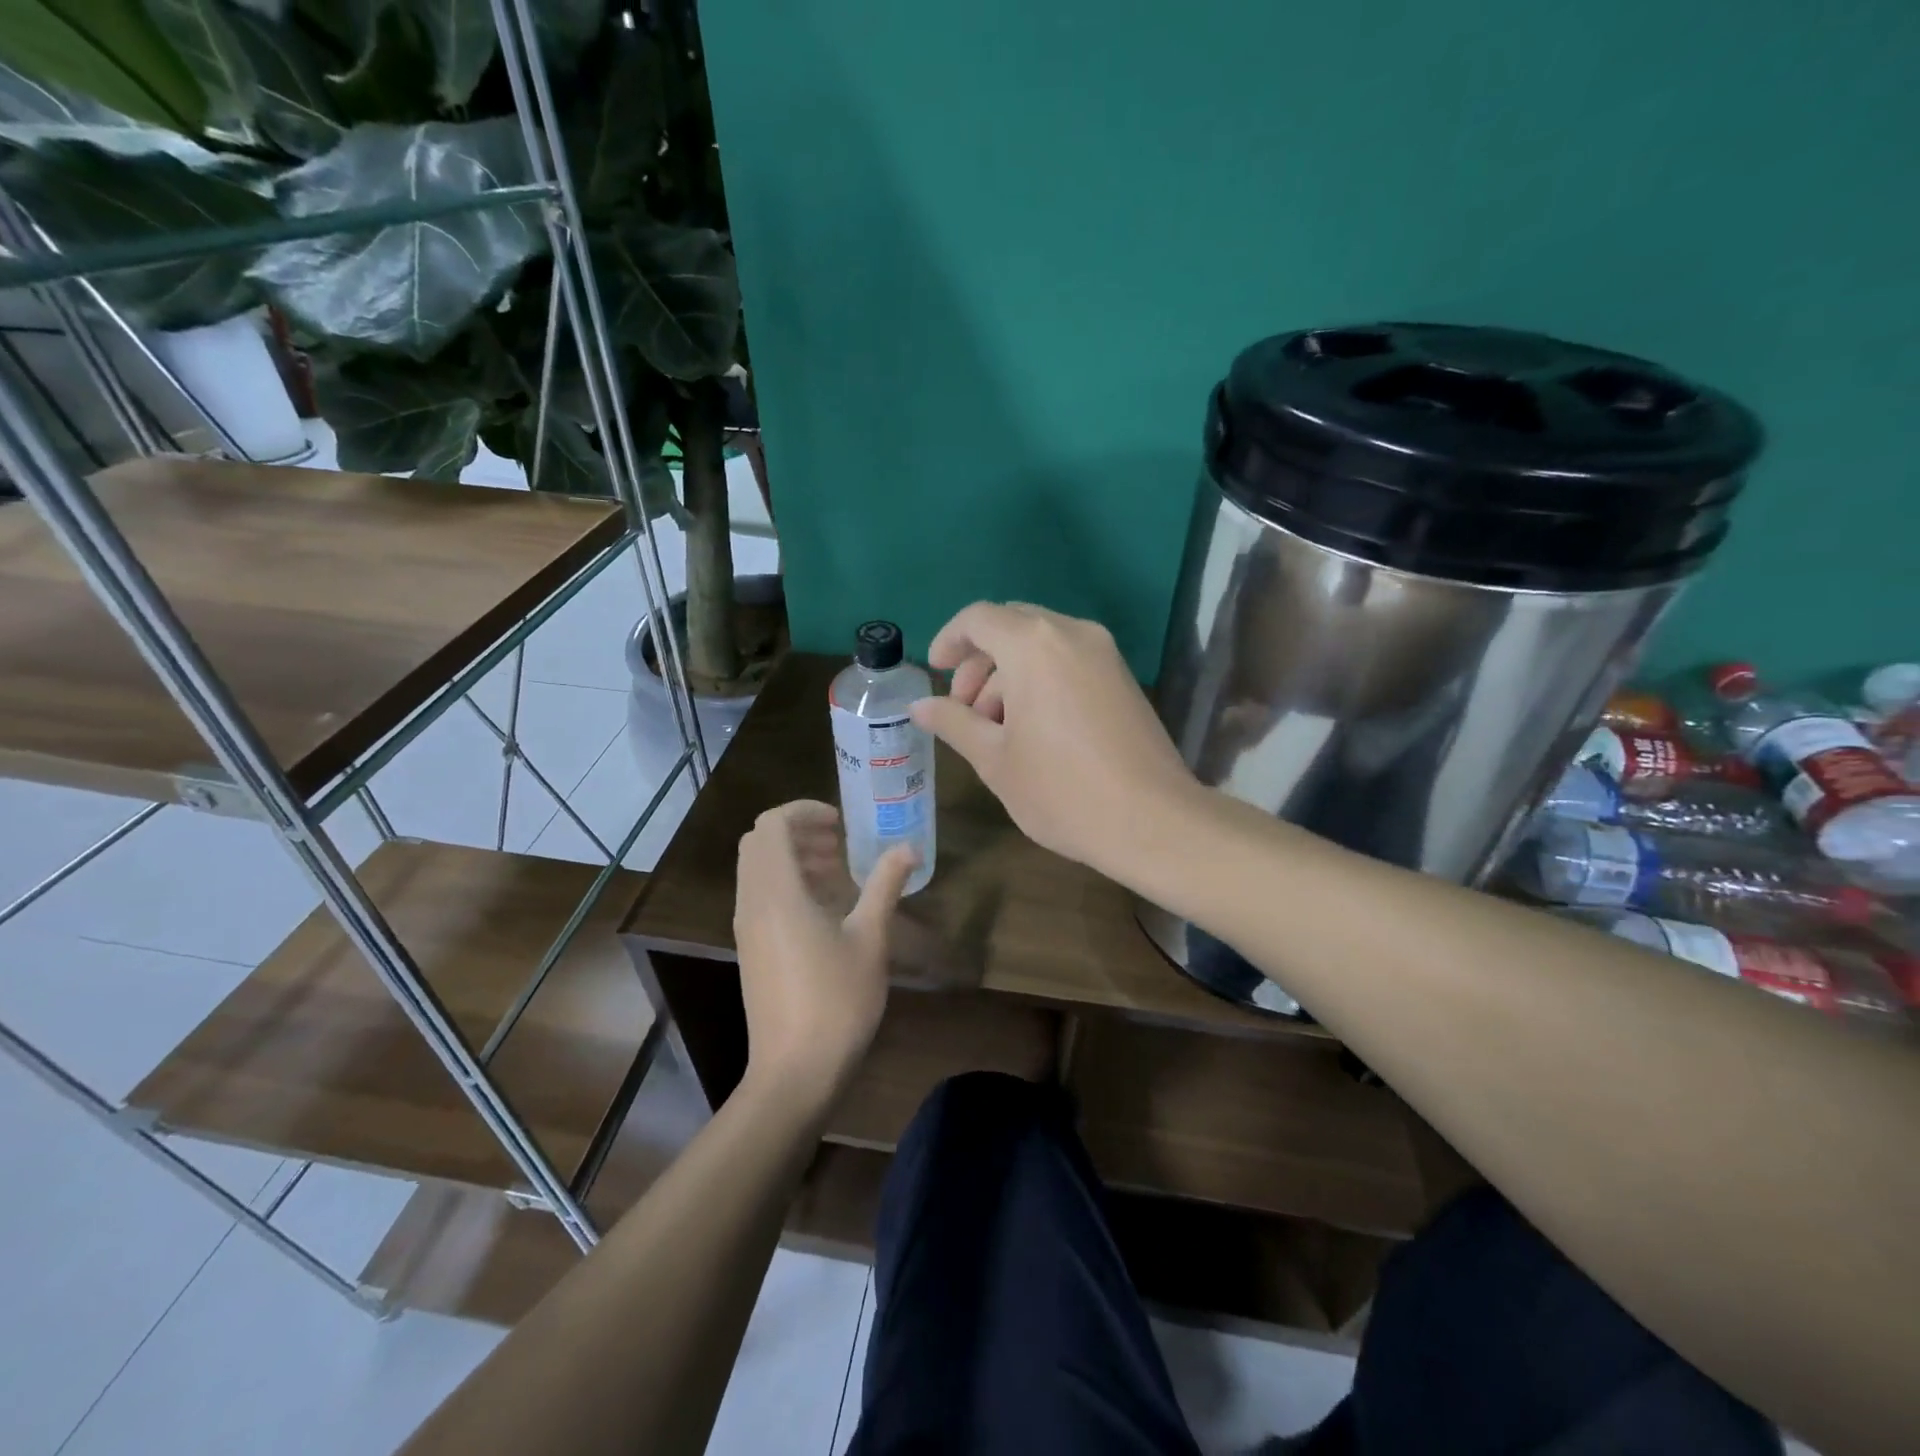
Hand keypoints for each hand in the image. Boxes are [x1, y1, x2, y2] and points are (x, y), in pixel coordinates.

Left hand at [733, 801, 917, 1104]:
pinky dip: (787, 884)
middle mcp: (752, 902)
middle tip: (840, 843)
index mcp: (776, 892)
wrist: (794, 1071)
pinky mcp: (751, 949)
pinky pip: (761, 895)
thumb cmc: (836, 1001)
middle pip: (760, 843)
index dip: (805, 811)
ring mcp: (747, 928)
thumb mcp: (870, 939)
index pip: (772, 824)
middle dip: (799, 832)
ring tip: (838, 871)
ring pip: (758, 870)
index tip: (841, 822)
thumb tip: (908, 848)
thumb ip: (885, 885)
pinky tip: (826, 908)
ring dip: (794, 858)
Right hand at [909, 602, 1197, 878]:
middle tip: (964, 710)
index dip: (949, 640)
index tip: (936, 672)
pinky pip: (1069, 661)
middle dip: (979, 662)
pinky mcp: (1123, 678)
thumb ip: (954, 723)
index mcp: (1034, 645)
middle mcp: (1072, 634)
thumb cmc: (1062, 790)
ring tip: (996, 730)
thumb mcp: (994, 760)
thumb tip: (920, 707)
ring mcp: (1105, 654)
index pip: (979, 618)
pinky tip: (1033, 730)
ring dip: (1009, 675)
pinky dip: (1041, 680)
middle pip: (1011, 626)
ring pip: (1041, 645)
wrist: (1153, 822)